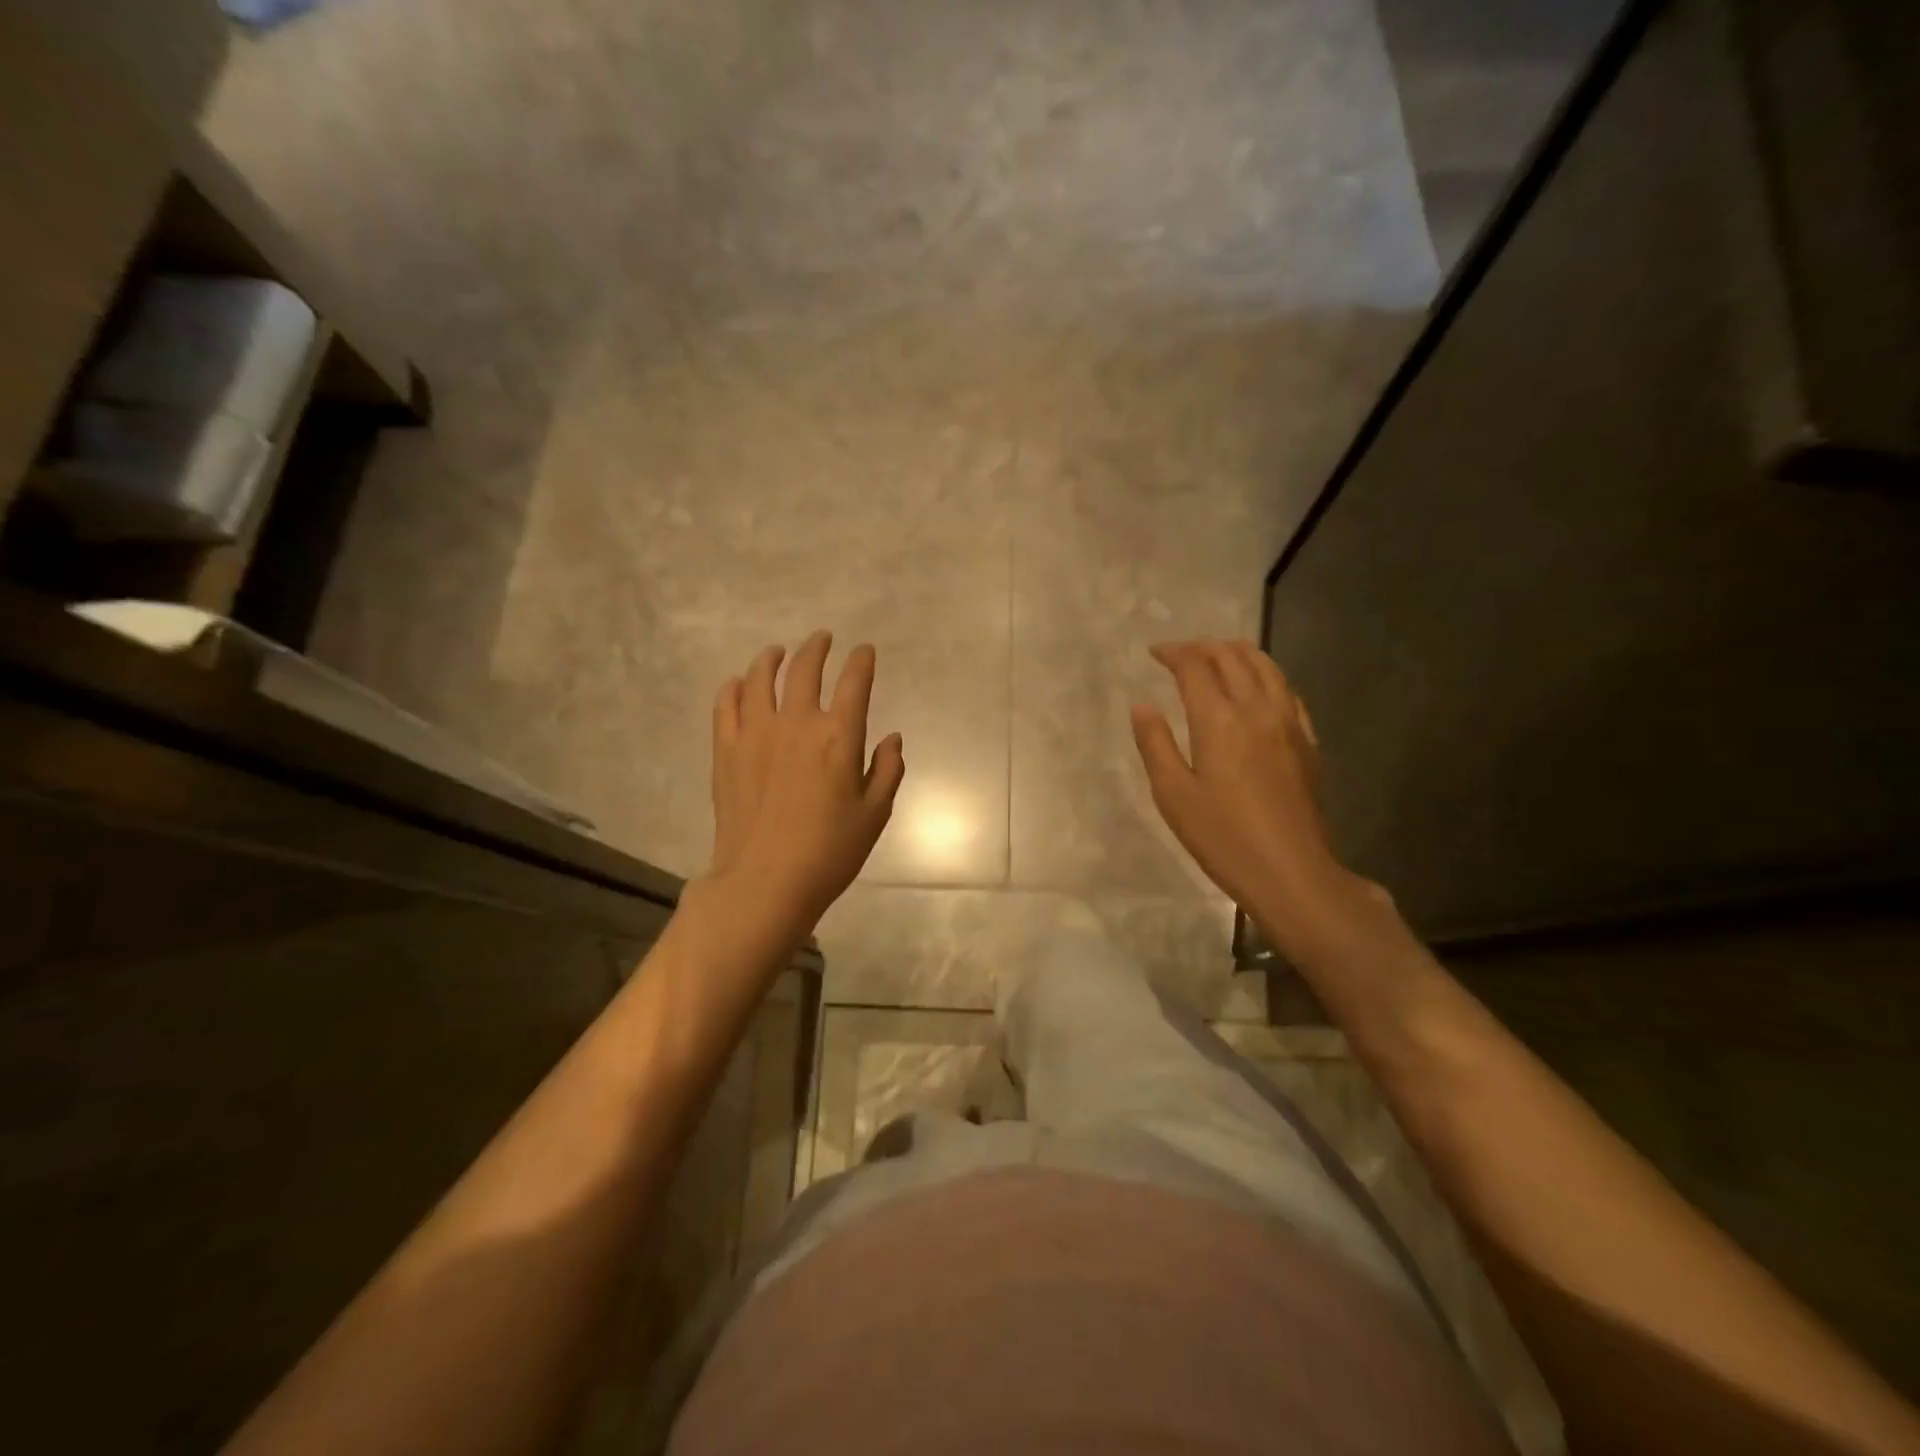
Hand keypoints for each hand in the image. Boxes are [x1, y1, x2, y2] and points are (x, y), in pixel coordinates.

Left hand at [702, 630, 904, 946]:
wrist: (764, 882)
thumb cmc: (829, 852)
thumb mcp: (874, 815)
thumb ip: (887, 770)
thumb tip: (892, 738)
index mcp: (838, 736)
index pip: (854, 683)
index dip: (861, 661)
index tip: (864, 651)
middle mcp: (796, 723)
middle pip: (805, 669)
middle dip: (817, 648)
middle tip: (822, 639)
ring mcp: (756, 733)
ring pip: (760, 678)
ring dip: (772, 658)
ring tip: (777, 651)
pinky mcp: (726, 749)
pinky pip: (726, 705)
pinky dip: (734, 687)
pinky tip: (738, 684)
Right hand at [1132, 640, 1377, 945]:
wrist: (1291, 871)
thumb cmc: (1222, 837)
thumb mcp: (1173, 795)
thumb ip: (1155, 744)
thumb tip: (1142, 705)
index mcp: (1219, 720)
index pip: (1195, 667)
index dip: (1173, 652)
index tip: (1154, 652)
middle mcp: (1256, 710)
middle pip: (1233, 658)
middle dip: (1204, 647)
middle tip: (1181, 652)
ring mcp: (1288, 723)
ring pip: (1266, 667)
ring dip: (1239, 652)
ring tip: (1219, 654)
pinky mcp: (1307, 741)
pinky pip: (1288, 691)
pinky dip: (1267, 675)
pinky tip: (1260, 686)